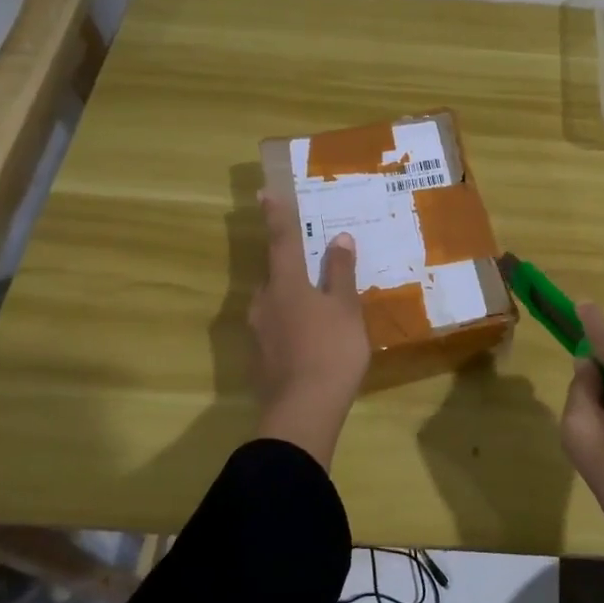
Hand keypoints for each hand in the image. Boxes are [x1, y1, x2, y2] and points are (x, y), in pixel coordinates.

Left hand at [250, 193, 369, 468]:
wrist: (302, 410)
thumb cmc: (331, 350)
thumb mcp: (345, 308)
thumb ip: (340, 273)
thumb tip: (339, 239)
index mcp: (285, 284)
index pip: (281, 240)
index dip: (277, 215)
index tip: (265, 191)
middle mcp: (264, 302)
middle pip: (276, 275)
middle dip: (291, 267)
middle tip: (312, 265)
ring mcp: (258, 332)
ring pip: (275, 304)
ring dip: (292, 299)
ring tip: (318, 309)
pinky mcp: (259, 359)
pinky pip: (276, 330)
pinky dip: (291, 327)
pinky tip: (310, 341)